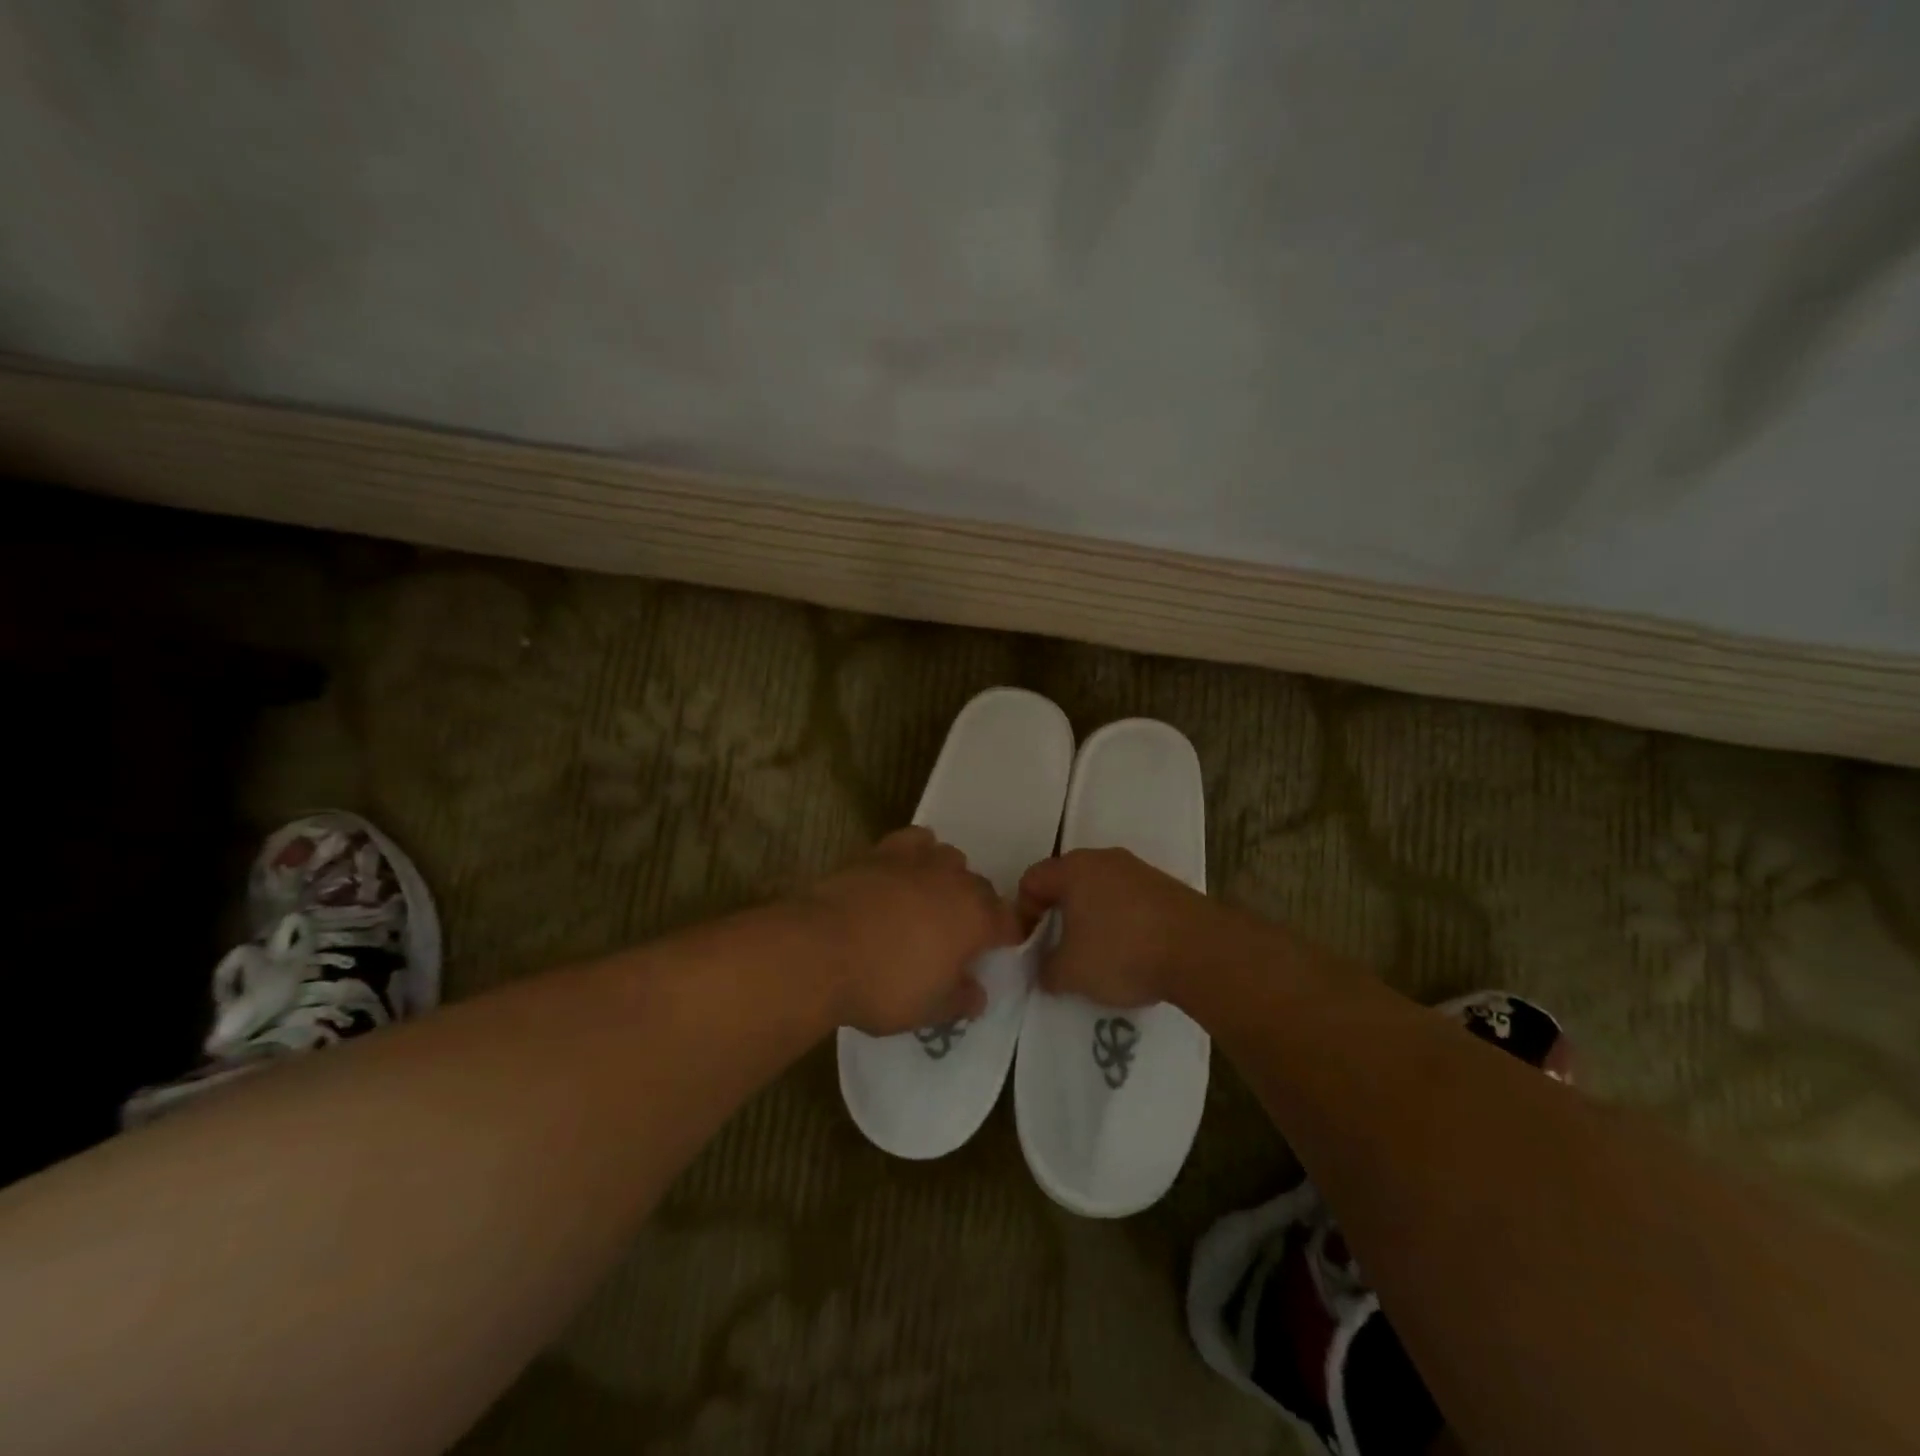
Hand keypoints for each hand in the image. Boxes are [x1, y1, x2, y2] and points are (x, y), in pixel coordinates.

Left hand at [799, 827, 1021, 1035]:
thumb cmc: (884, 985)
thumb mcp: (930, 1010)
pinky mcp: (882, 850)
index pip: (1009, 922)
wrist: (821, 950)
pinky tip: (903, 872)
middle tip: (957, 937)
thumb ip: (961, 1000)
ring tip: (929, 902)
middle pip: (981, 888)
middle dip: (977, 909)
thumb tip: (978, 995)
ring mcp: (918, 860)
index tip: (997, 950)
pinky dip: (916, 852)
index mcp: (977, 918)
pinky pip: (914, 841)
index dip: (1007, 936)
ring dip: (947, 878)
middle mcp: (955, 880)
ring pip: (950, 858)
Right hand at [1017, 848, 1213, 1008]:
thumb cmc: (1122, 953)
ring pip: (1100, 891)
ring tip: (1097, 956)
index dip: (1022, 914)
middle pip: (1067, 882)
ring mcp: (1139, 870)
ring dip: (1092, 919)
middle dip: (1058, 916)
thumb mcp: (1069, 973)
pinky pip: (1129, 901)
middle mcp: (1104, 859)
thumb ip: (1045, 969)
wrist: (1201, 951)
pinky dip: (1122, 922)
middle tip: (1059, 950)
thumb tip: (1046, 969)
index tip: (1030, 947)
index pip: (1031, 880)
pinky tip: (1131, 952)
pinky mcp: (1167, 887)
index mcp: (1073, 868)